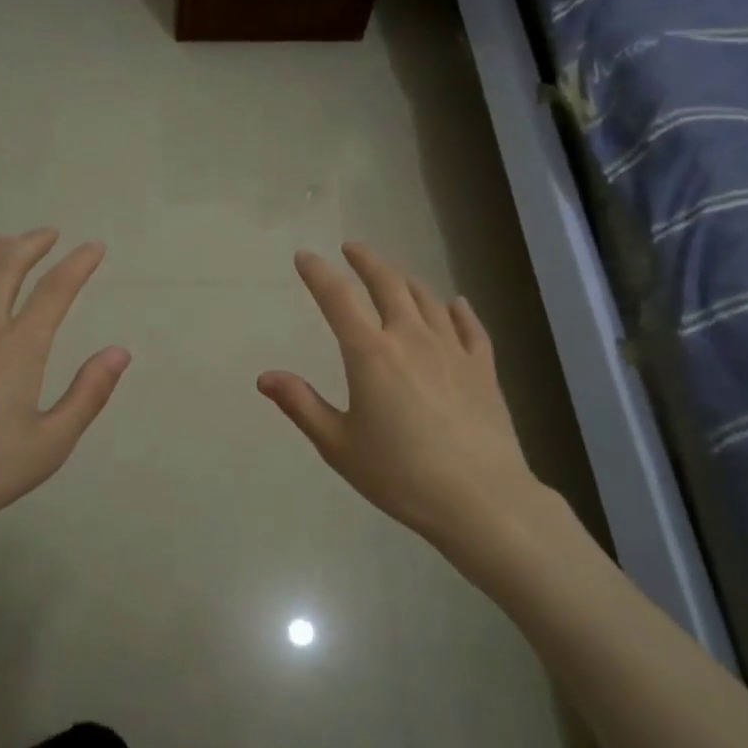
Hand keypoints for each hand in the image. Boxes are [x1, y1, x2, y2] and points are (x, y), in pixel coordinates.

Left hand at [0, 229, 130, 544]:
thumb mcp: (51, 443)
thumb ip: (89, 393)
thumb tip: (120, 351)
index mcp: (19, 349)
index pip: (55, 291)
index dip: (78, 264)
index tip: (93, 249)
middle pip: (6, 267)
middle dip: (31, 244)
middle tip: (49, 234)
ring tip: (8, 243)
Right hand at [259, 243, 548, 548]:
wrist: (480, 499)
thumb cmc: (400, 474)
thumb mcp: (339, 445)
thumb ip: (301, 405)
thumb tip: (265, 376)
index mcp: (370, 354)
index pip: (338, 299)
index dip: (318, 274)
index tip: (305, 257)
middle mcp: (411, 338)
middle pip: (388, 284)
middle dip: (366, 261)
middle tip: (352, 248)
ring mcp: (452, 350)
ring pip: (428, 299)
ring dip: (406, 280)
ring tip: (394, 275)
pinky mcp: (483, 368)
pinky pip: (469, 326)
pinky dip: (457, 310)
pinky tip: (455, 304)